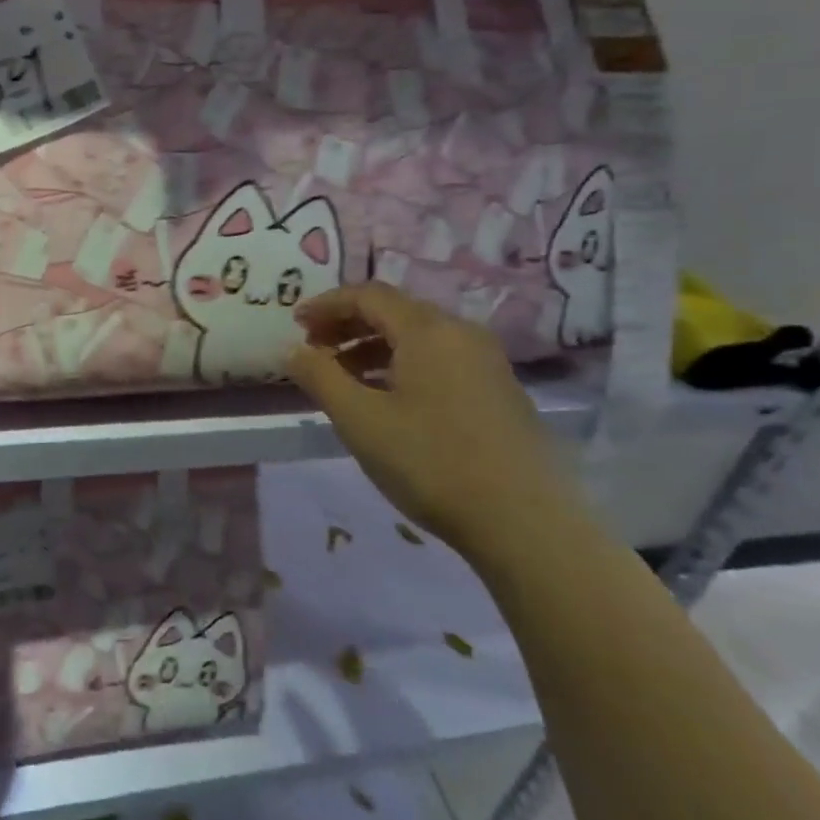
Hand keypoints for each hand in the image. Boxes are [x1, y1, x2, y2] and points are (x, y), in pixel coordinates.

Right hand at [287, 283, 584, 559]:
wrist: (526, 525)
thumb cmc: (431, 462)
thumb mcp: (359, 420)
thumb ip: (319, 377)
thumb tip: (293, 350)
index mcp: (427, 330)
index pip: (368, 294)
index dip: (326, 304)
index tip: (296, 324)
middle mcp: (461, 333)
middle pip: (394, 311)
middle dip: (348, 324)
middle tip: (314, 350)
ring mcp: (487, 362)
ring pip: (418, 337)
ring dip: (373, 346)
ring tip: (343, 378)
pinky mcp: (500, 391)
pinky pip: (440, 359)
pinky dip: (402, 365)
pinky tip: (387, 399)